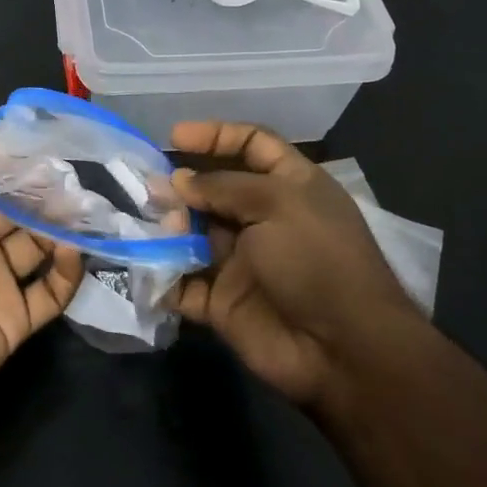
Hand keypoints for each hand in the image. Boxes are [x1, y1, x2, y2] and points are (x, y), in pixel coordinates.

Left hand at [0, 121, 82, 435]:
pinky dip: (68, 271)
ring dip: (63, 223)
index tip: (46, 135)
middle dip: (45, 188)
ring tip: (87, 203)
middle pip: (18, 207)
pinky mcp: (14, 319)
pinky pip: (51, 292)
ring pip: (40, 243)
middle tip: (78, 169)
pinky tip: (76, 250)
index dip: (13, 157)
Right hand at [168, 121, 423, 408]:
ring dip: (167, 228)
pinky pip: (183, 283)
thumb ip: (222, 187)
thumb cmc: (316, 259)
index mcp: (289, 186)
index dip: (216, 135)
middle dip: (180, 186)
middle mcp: (263, 219)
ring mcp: (241, 261)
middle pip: (213, 190)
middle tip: (149, 188)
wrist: (342, 350)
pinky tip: (144, 266)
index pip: (252, 144)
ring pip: (192, 235)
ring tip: (151, 228)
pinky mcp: (222, 302)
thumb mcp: (276, 204)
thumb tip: (178, 181)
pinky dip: (162, 276)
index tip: (174, 137)